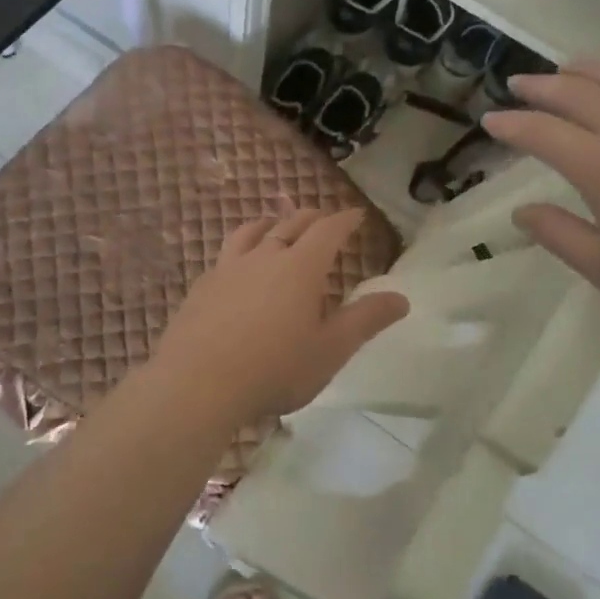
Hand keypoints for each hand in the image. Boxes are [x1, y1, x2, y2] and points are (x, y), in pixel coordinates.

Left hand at [149, 208, 408, 421]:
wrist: (197, 384)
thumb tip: (402, 298)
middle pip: (290, 224)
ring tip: (275, 224)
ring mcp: (228, 268)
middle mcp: (264, 257)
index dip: (344, 219)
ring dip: (270, 223)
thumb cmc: (274, 369)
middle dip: (311, 218)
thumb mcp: (330, 350)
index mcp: (300, 268)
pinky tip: (236, 265)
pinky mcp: (202, 286)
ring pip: (252, 232)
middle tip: (322, 217)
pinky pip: (226, 254)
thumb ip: (365, 320)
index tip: (356, 214)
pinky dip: (241, 248)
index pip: (328, 230)